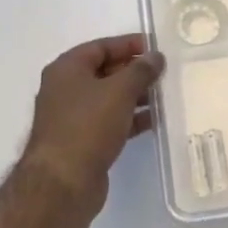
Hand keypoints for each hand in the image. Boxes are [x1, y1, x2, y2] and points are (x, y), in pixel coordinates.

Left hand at [21, 34, 164, 211]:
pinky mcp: (82, 142)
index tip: (155, 48)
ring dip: (135, 96)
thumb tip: (155, 57)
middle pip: (104, 72)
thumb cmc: (88, 126)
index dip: (128, 44)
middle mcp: (65, 89)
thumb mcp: (119, 91)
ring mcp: (72, 117)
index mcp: (67, 69)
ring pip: (109, 98)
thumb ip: (140, 70)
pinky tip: (154, 121)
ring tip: (164, 96)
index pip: (100, 47)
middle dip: (134, 71)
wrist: (63, 183)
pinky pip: (110, 121)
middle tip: (163, 72)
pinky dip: (130, 118)